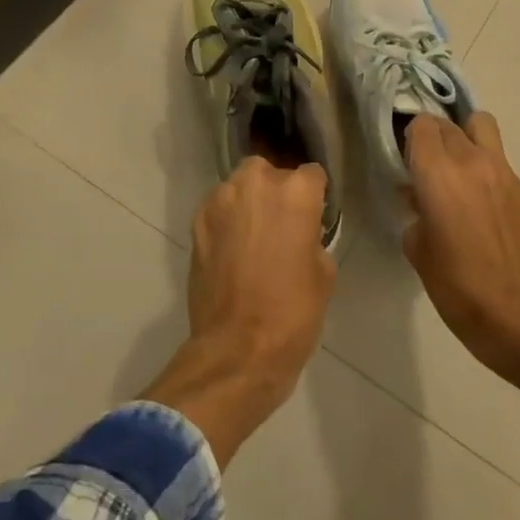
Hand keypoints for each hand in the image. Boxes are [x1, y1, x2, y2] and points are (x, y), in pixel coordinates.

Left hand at [142, 158, 333, 466]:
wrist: (238, 348)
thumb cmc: (292, 312)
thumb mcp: (323, 272)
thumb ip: (311, 235)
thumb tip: (299, 231)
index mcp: (295, 192)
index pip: (311, 174)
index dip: (314, 195)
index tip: (313, 215)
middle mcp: (256, 183)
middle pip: (270, 172)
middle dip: (276, 191)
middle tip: (281, 224)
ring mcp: (220, 200)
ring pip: (239, 186)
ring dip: (247, 202)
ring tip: (252, 235)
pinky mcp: (196, 221)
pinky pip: (218, 208)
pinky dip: (226, 220)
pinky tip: (231, 248)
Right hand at [402, 113, 519, 428]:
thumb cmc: (457, 287)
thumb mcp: (418, 250)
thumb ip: (416, 213)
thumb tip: (421, 202)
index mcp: (438, 173)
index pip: (421, 125)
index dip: (410, 137)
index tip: (405, 159)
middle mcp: (472, 162)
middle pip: (449, 123)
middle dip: (434, 137)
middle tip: (428, 166)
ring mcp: (506, 174)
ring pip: (483, 127)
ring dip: (467, 138)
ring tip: (460, 169)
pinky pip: (502, 165)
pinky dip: (489, 172)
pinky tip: (487, 208)